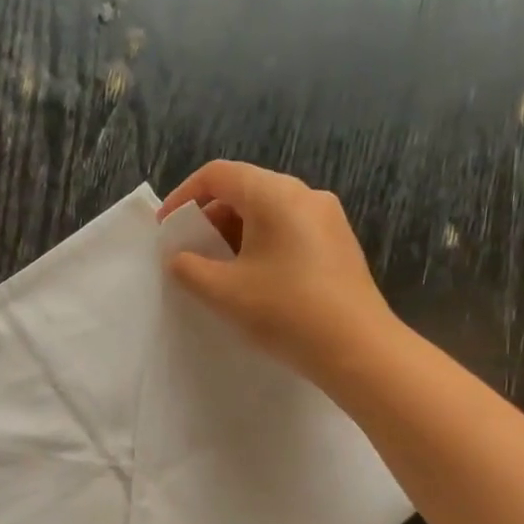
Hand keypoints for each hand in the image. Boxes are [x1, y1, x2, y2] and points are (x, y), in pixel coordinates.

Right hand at [159, 159, 397, 387]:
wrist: (357, 348)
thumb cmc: (285, 311)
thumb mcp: (224, 292)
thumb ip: (189, 269)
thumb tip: (179, 258)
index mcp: (275, 195)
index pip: (218, 174)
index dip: (183, 197)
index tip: (165, 229)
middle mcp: (305, 195)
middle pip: (244, 190)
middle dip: (209, 219)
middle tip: (189, 254)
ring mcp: (327, 218)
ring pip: (268, 212)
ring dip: (235, 235)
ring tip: (218, 272)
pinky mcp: (338, 244)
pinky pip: (289, 230)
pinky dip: (261, 245)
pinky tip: (254, 281)